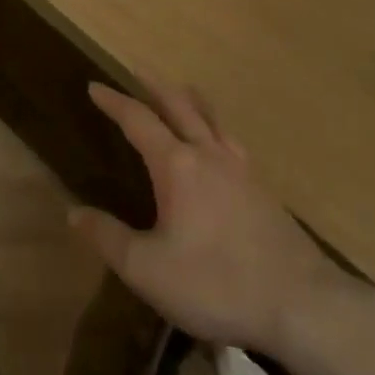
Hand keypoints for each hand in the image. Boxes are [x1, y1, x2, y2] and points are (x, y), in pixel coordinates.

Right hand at [70, 83, 351, 357]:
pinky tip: (220, 144)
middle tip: (137, 69)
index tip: (94, 86)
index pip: (138, 120)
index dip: (114, 102)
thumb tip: (73, 212)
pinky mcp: (263, 190)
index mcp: (177, 166)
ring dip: (190, 100)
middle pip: (179, 106)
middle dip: (154, 86)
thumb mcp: (148, 270)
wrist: (302, 304)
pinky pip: (232, 141)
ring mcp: (242, 169)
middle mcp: (209, 155)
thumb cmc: (216, 284)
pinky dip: (216, 127)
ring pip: (212, 119)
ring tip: (182, 90)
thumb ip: (109, 238)